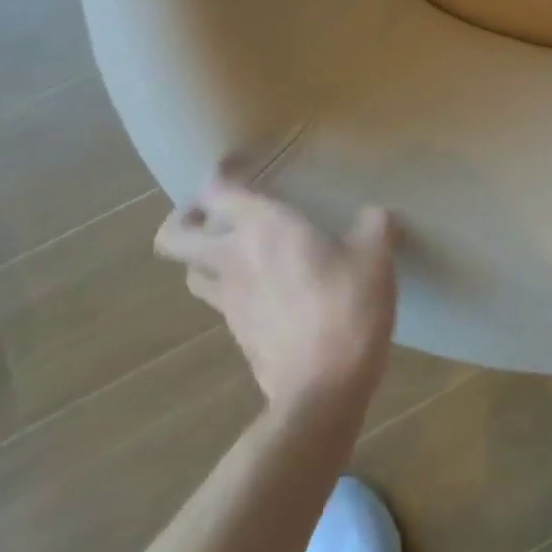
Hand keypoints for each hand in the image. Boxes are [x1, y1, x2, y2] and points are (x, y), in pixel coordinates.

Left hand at [155, 170, 397, 412]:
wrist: (323, 388)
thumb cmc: (347, 305)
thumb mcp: (375, 254)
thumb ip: (374, 225)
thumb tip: (377, 216)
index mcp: (262, 227)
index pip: (217, 190)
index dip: (219, 172)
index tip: (236, 163)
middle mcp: (233, 259)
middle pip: (174, 236)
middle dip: (186, 218)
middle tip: (216, 212)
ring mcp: (229, 301)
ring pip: (191, 271)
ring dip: (204, 256)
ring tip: (236, 249)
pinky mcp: (237, 334)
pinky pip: (219, 301)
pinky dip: (231, 287)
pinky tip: (264, 287)